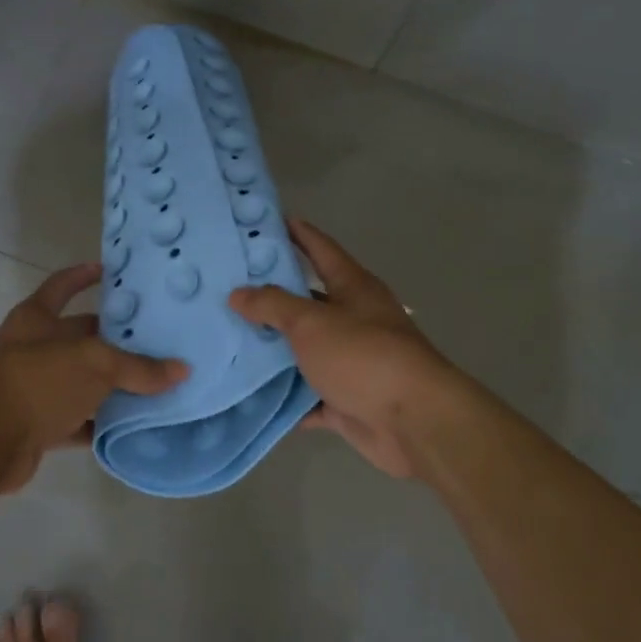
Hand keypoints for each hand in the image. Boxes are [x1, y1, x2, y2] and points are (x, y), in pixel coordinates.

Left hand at [0, 263, 188, 491]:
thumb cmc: (39, 381)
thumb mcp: (94, 364)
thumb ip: (138, 367)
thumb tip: (181, 370)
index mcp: (36, 318)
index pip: (62, 285)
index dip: (83, 275)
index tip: (110, 271)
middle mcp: (33, 348)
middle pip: (79, 336)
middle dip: (114, 339)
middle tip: (155, 338)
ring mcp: (34, 388)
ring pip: (81, 380)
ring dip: (111, 385)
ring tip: (154, 382)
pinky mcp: (38, 424)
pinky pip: (77, 420)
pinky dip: (100, 423)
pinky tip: (132, 425)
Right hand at [229, 220, 459, 477]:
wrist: (413, 422)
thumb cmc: (363, 356)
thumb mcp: (312, 322)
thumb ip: (272, 305)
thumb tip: (237, 293)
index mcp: (353, 288)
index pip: (321, 249)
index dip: (298, 233)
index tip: (269, 219)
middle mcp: (353, 319)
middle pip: (307, 302)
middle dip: (271, 297)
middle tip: (227, 288)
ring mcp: (350, 362)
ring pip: (303, 351)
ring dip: (273, 350)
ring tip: (227, 340)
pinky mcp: (345, 400)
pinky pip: (306, 395)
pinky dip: (283, 396)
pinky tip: (249, 394)